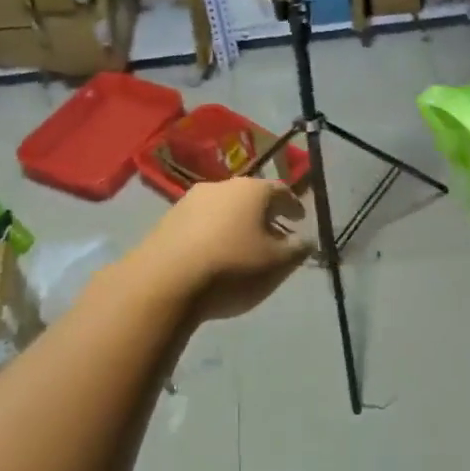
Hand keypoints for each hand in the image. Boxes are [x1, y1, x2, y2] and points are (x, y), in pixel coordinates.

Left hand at [129, 177, 312, 321]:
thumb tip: (305, 240)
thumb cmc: (232, 268)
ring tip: (243, 248)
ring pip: (223, 209)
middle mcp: (221, 186)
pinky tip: (214, 256)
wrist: (164, 283)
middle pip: (250, 198)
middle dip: (264, 215)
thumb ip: (298, 249)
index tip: (300, 219)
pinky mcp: (166, 221)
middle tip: (274, 235)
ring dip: (236, 224)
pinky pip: (200, 224)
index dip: (293, 206)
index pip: (281, 191)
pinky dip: (213, 234)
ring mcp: (189, 201)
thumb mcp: (278, 264)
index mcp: (252, 190)